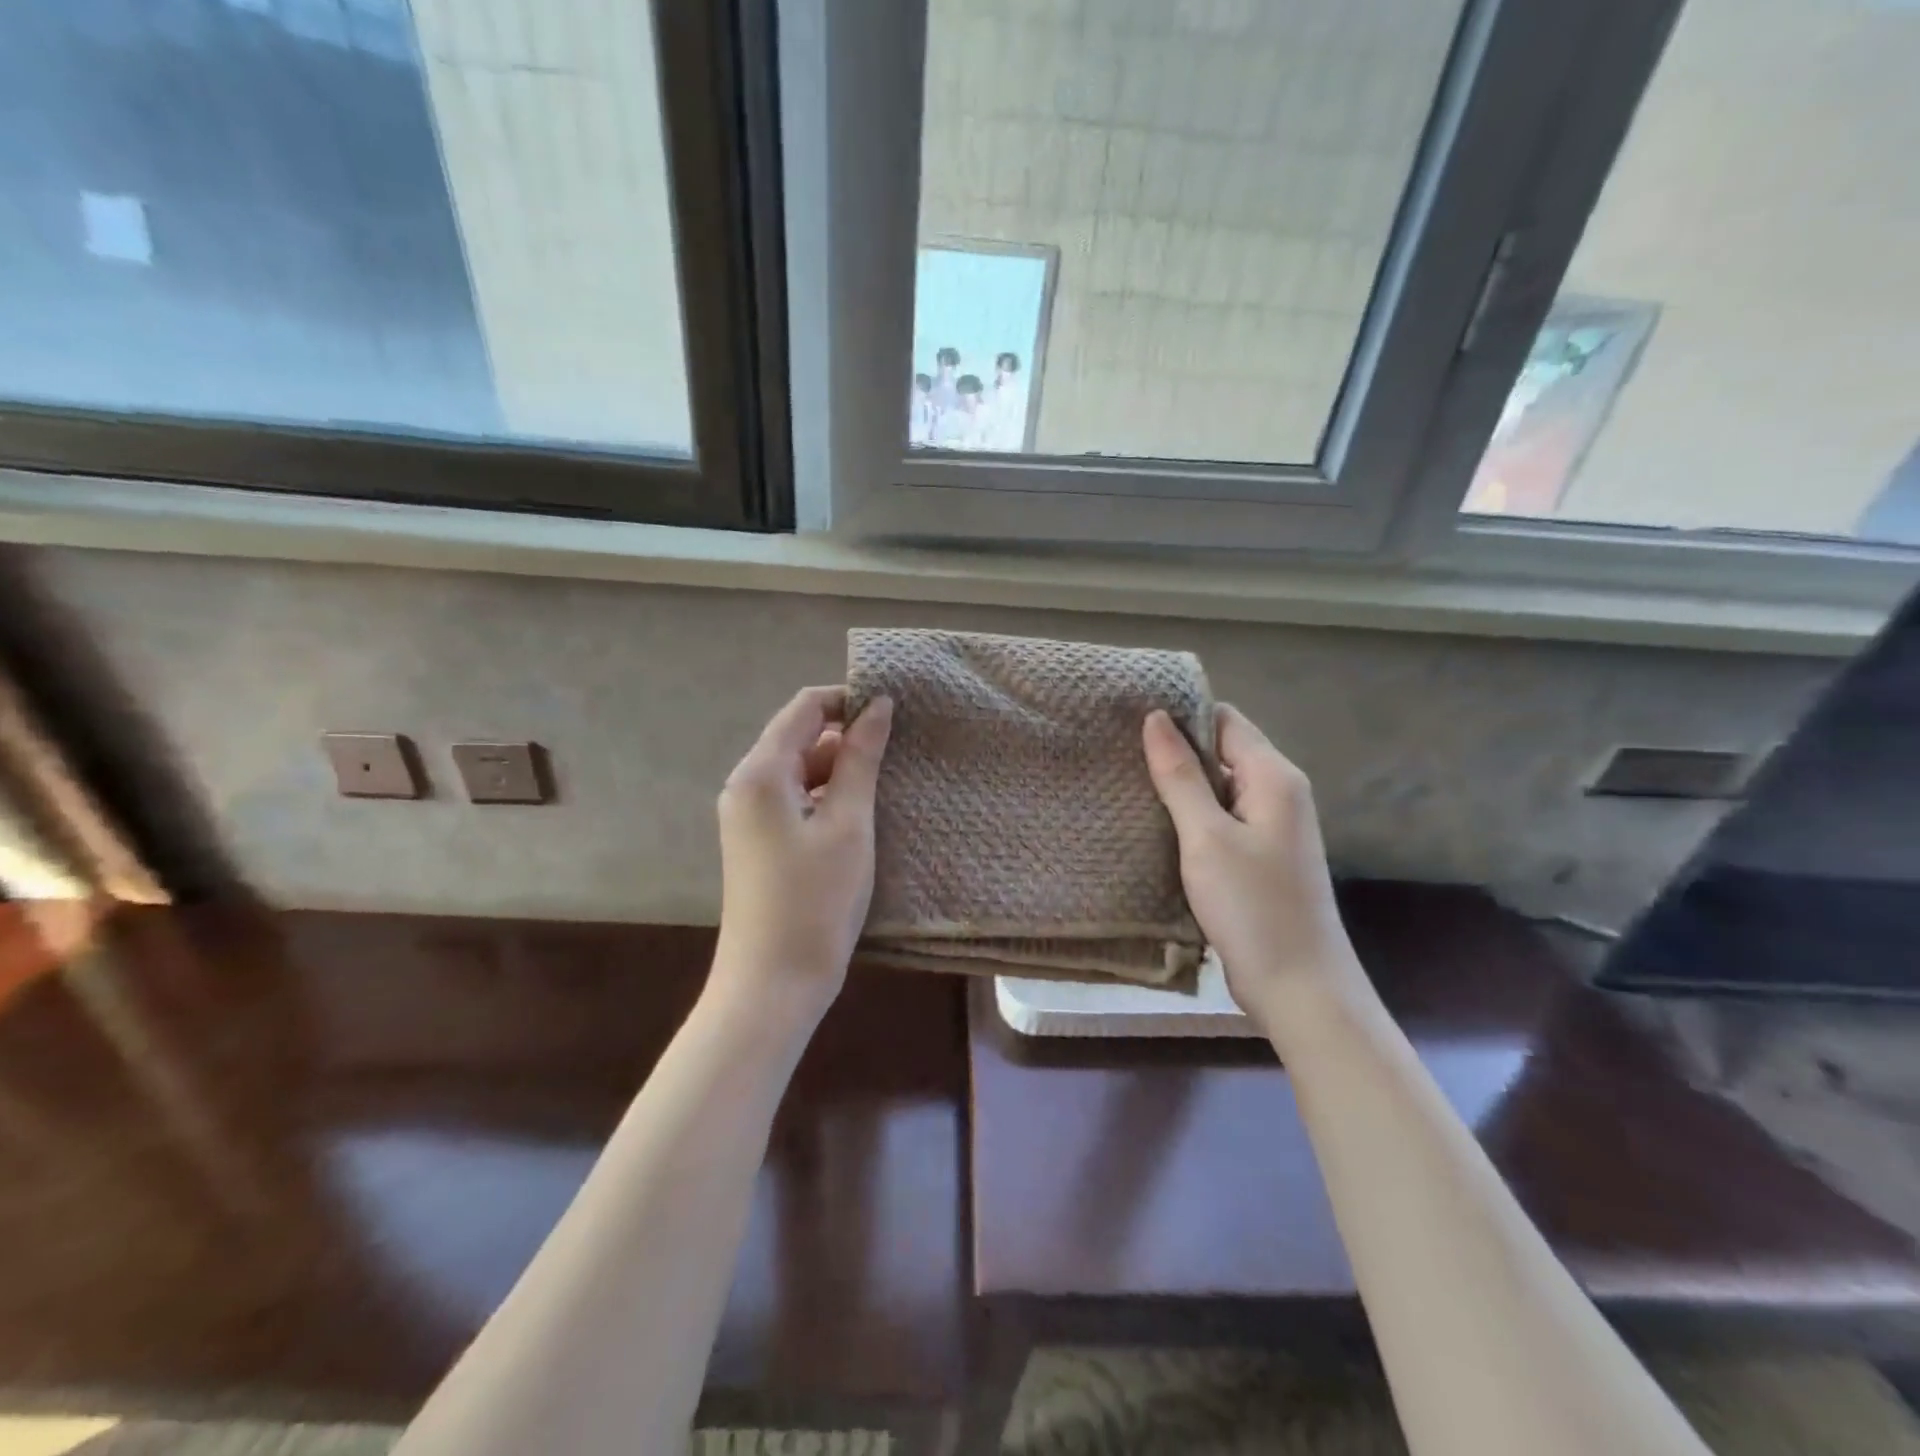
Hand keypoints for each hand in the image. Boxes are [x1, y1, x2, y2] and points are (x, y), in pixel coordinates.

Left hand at [713, 686, 893, 1018]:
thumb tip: (878, 705)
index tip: (894, 709)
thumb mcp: (848, 823)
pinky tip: (862, 812)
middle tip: (901, 748)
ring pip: (799, 771)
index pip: (805, 708)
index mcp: (760, 773)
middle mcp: (746, 785)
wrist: (772, 984)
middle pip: (799, 737)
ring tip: (889, 779)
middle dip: (848, 736)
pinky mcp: (759, 841)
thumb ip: (861, 759)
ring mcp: (748, 816)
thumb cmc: (815, 900)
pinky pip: (795, 800)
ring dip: (841, 769)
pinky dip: (827, 796)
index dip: (848, 700)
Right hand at [1142, 705, 1371, 1029]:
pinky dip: (1190, 816)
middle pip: (1222, 751)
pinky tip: (1153, 823)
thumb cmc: (1253, 907)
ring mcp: (1271, 827)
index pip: (1224, 720)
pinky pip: (1220, 818)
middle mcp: (1278, 793)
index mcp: (1273, 776)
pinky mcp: (1259, 856)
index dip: (1181, 714)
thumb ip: (1179, 775)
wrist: (1299, 988)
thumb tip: (1155, 718)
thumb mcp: (1206, 836)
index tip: (1129, 716)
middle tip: (1117, 750)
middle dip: (1175, 750)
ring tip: (1125, 781)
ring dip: (1179, 785)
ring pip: (1218, 787)